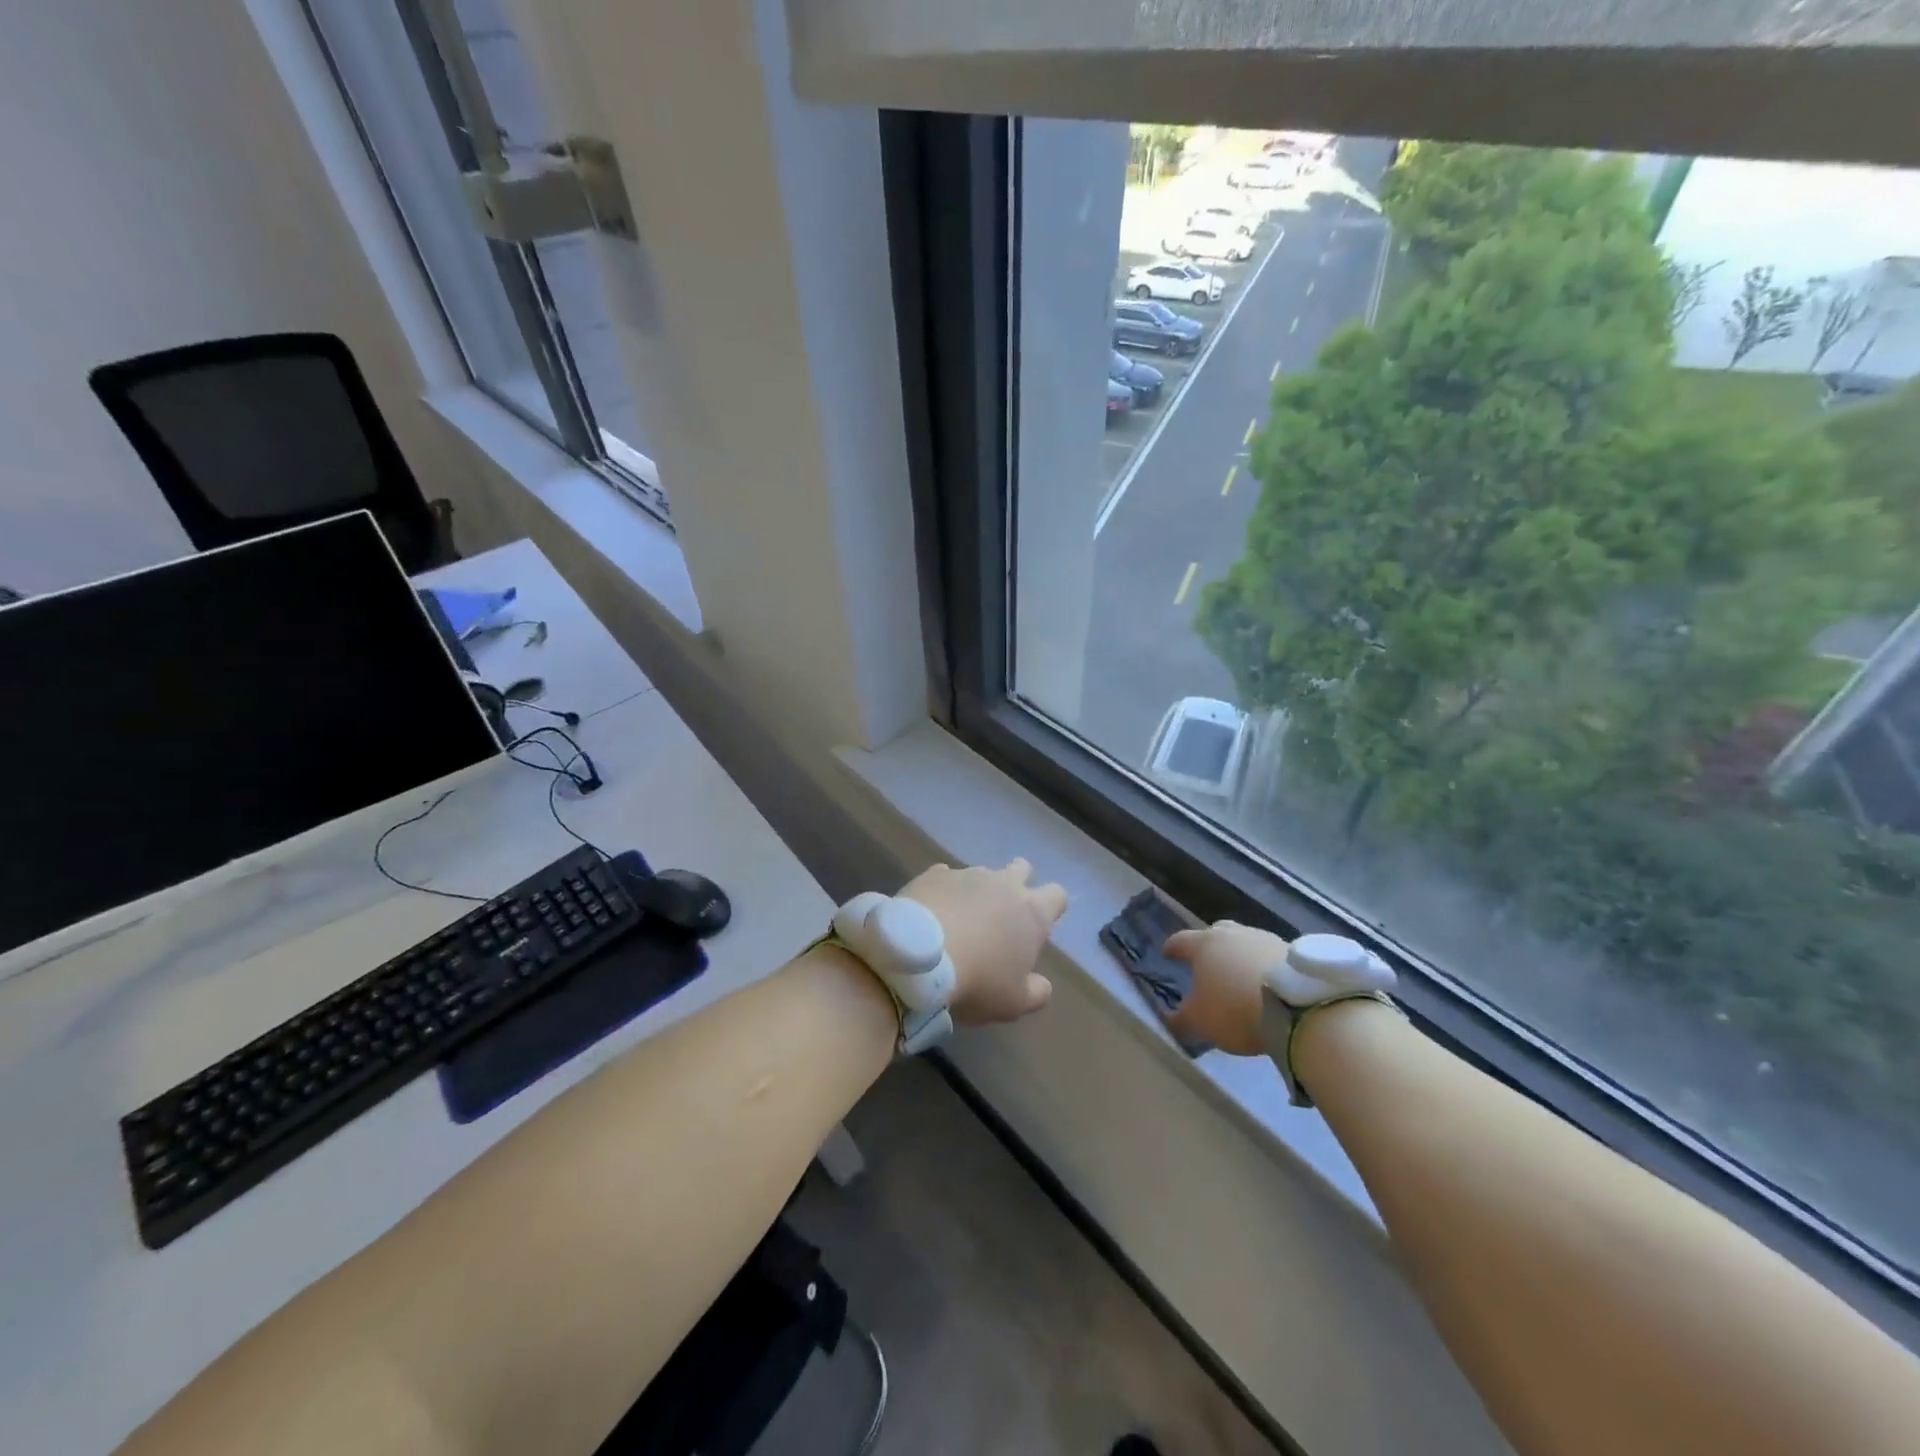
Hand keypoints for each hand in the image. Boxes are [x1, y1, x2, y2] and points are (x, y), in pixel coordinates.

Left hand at [899, 860, 1066, 1024]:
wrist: (918, 958)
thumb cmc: (977, 981)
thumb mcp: (1014, 1003)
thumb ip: (1036, 992)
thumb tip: (1042, 984)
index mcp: (1032, 913)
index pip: (1057, 895)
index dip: (1051, 907)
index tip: (1039, 925)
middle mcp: (1004, 884)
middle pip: (1022, 869)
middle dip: (1017, 883)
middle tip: (1002, 913)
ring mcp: (967, 874)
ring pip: (982, 874)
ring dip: (977, 891)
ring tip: (959, 919)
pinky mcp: (933, 874)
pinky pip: (945, 877)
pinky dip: (943, 892)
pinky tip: (931, 913)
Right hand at [1162, 921, 1289, 1055]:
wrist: (1297, 1006)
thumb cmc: (1235, 1009)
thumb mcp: (1200, 1022)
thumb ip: (1181, 1019)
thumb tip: (1170, 1020)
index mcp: (1204, 945)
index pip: (1180, 941)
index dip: (1172, 948)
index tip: (1166, 953)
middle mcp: (1232, 934)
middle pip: (1215, 932)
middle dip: (1208, 944)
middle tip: (1206, 961)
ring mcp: (1264, 938)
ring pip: (1244, 941)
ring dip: (1239, 955)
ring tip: (1240, 975)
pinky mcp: (1292, 950)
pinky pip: (1269, 955)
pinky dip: (1262, 965)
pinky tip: (1266, 983)